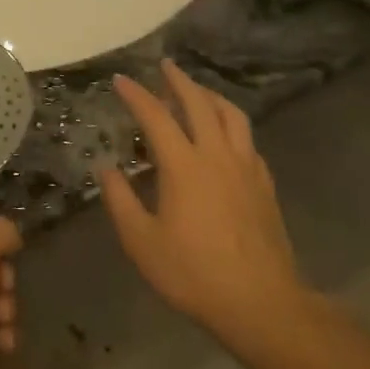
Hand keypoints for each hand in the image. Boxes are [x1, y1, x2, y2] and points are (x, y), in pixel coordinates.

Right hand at [98, 60, 311, 354]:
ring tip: (197, 92)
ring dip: (211, 96)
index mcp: (184, 165)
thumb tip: (105, 167)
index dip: (136, 95)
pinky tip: (225, 137)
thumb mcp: (141, 241)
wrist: (261, 303)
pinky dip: (231, 126)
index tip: (120, 79)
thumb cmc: (193, 272)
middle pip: (200, 104)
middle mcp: (217, 156)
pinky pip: (248, 141)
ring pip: (232, 116)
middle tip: (165, 66)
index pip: (156, 116)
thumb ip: (120, 199)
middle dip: (180, 81)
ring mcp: (246, 168)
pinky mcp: (264, 185)